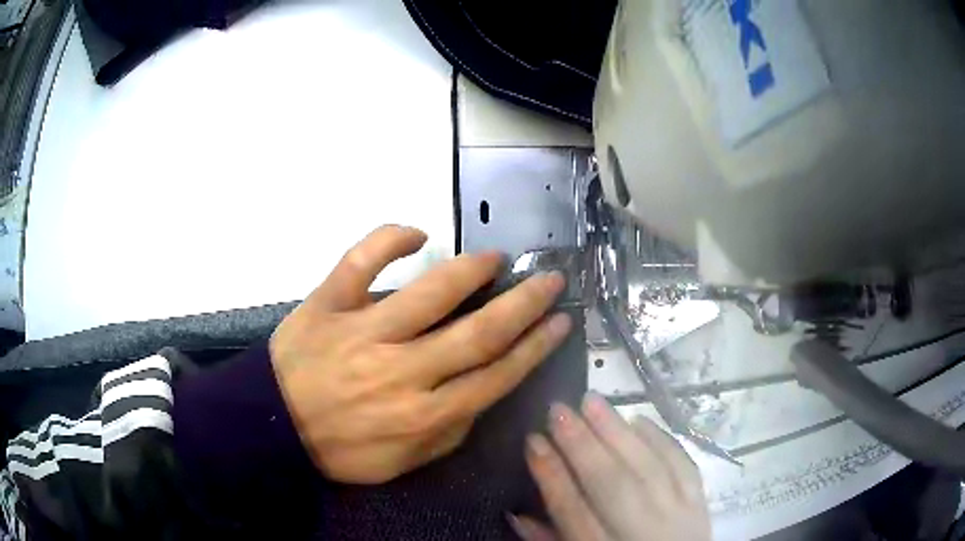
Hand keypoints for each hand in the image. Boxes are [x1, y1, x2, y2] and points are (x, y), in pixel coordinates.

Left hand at [269, 225, 572, 484]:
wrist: (275, 427)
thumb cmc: (343, 448)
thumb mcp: (406, 462)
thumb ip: (450, 432)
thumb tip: (483, 391)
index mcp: (424, 414)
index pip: (497, 375)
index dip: (536, 346)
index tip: (560, 321)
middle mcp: (402, 371)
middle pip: (479, 332)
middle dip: (525, 303)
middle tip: (550, 280)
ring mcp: (362, 332)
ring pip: (430, 292)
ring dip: (471, 270)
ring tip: (495, 258)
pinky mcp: (328, 304)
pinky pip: (360, 262)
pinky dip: (389, 239)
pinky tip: (416, 233)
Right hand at [511, 393, 710, 540]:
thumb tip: (516, 513)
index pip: (573, 512)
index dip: (551, 475)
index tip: (533, 440)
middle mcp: (642, 534)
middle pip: (613, 486)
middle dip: (583, 446)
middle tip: (558, 409)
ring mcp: (678, 516)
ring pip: (648, 469)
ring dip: (619, 433)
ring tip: (592, 401)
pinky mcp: (700, 502)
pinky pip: (684, 466)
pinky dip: (661, 440)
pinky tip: (639, 420)